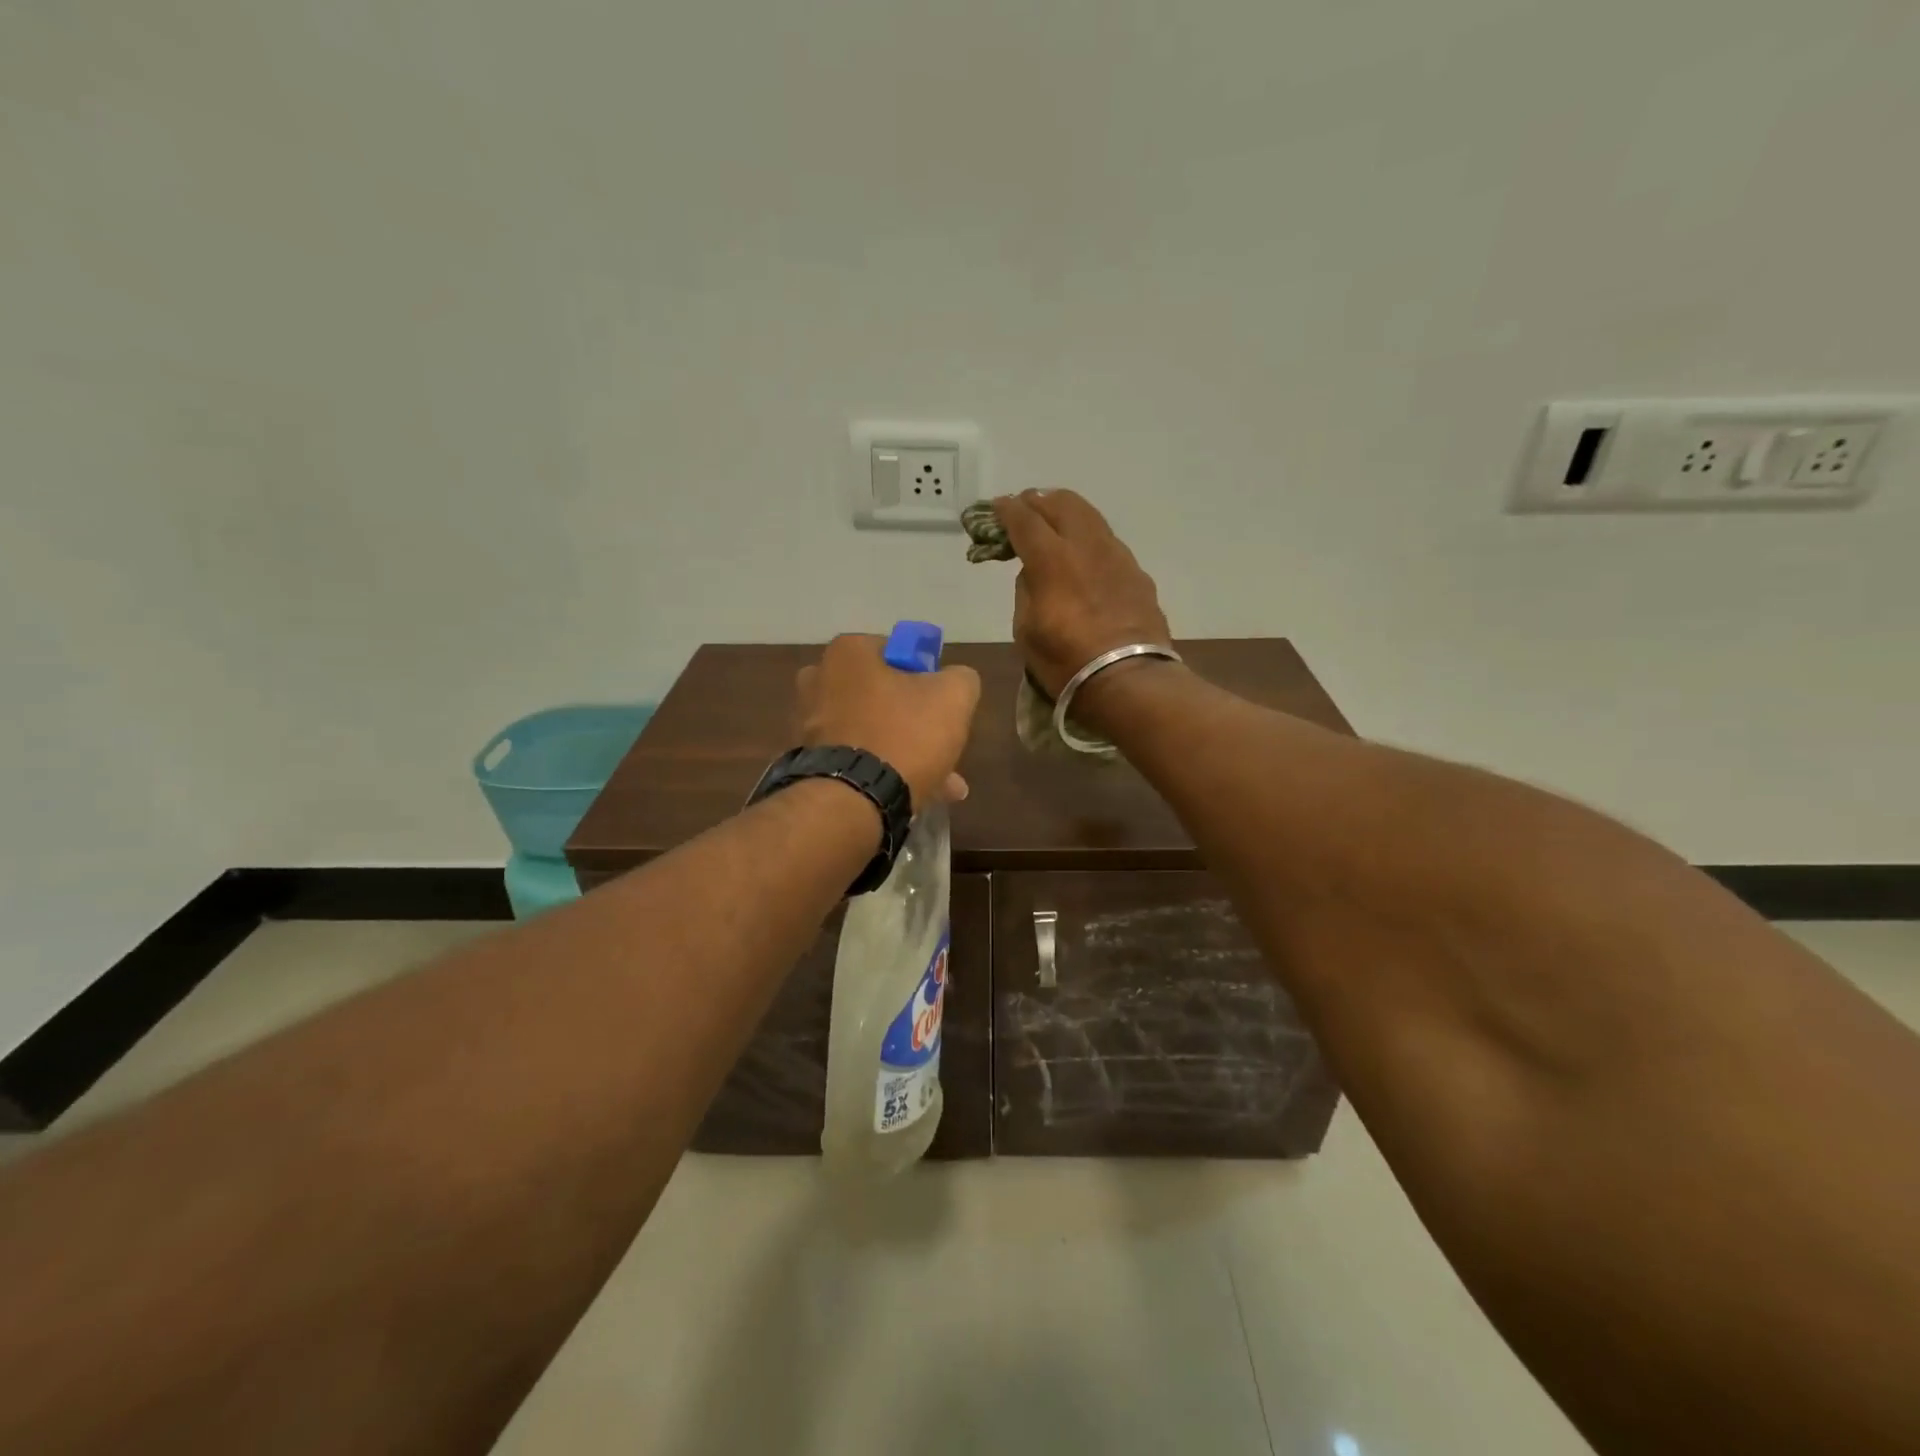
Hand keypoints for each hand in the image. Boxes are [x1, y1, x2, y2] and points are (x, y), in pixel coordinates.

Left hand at [796, 635, 981, 811]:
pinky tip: (912, 796)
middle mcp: (817, 680)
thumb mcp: (954, 696)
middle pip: (882, 695)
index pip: (896, 651)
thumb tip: (954, 681)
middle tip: (942, 747)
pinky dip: (880, 772)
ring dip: (903, 752)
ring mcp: (806, 724)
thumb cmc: (903, 735)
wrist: (852, 802)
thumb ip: (960, 679)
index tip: (941, 705)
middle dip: (915, 721)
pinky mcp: (806, 762)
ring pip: (871, 732)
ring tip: (940, 784)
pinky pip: (855, 760)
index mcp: (847, 652)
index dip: (926, 677)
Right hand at [992, 490, 1172, 697]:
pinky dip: (1089, 539)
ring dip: (1067, 513)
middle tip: (1025, 507)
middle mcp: (1087, 546)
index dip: (1007, 510)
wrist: (1129, 679)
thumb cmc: (1066, 661)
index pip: (1025, 520)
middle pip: (1062, 503)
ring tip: (1055, 522)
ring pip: (1090, 517)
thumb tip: (1034, 573)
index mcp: (1052, 559)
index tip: (997, 507)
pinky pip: (1108, 543)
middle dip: (1039, 501)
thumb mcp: (1026, 630)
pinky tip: (1084, 555)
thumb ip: (1026, 591)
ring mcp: (1117, 557)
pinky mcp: (1137, 574)